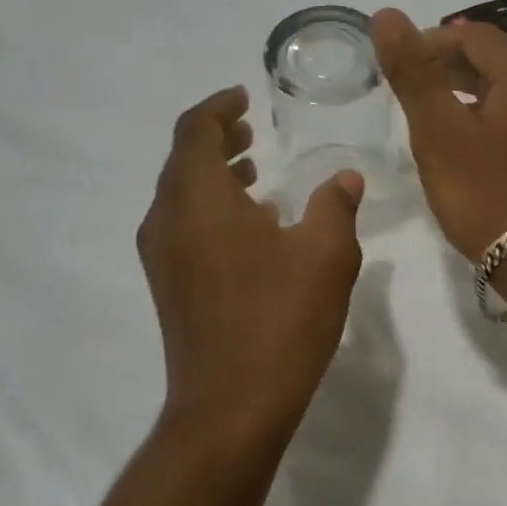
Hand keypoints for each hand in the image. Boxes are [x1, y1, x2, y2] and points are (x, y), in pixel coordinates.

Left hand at [138, 87, 364, 440]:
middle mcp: (167, 219)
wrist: (229, 408)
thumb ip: (335, 204)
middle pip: (183, 160)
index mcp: (198, 198)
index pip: (195, 130)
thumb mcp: (326, 254)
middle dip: (216, 138)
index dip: (219, 107)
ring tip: (254, 170)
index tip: (244, 97)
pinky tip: (252, 224)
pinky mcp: (168, 285)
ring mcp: (162, 256)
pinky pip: (183, 224)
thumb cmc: (279, 319)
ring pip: (181, 194)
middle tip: (250, 129)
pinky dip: (211, 207)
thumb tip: (344, 176)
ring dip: (214, 173)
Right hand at [374, 7, 506, 261]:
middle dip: (454, 68)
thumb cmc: (489, 196)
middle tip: (416, 95)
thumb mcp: (439, 133)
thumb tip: (387, 14)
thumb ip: (413, 72)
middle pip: (500, 58)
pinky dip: (505, 116)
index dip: (430, 44)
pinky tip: (484, 144)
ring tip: (443, 118)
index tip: (400, 71)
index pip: (473, 35)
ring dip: (479, 93)